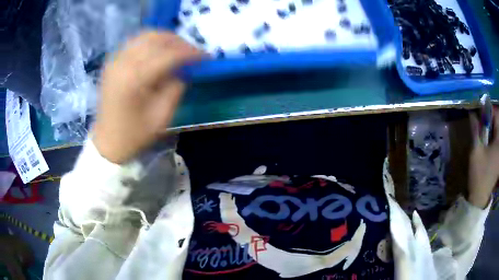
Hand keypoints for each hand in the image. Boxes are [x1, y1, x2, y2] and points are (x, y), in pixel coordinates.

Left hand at [93, 31, 203, 163]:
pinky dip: (150, 41)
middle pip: (156, 39)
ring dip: (165, 38)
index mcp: (135, 79)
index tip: (206, 57)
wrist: (108, 142)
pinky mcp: (112, 62)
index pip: (168, 55)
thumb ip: (176, 87)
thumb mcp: (162, 116)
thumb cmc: (135, 134)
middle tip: (193, 52)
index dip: (190, 53)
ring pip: (145, 35)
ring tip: (178, 48)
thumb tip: (185, 68)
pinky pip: (135, 42)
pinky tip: (159, 50)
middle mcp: (123, 63)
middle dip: (179, 42)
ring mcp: (115, 60)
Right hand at [468, 109, 498, 207]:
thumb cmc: (479, 174)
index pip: (496, 116)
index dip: (489, 112)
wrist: (480, 198)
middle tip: (481, 124)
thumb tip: (472, 114)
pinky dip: (492, 139)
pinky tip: (486, 145)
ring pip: (497, 133)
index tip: (481, 113)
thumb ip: (475, 130)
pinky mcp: (498, 160)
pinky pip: (497, 143)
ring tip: (483, 134)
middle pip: (497, 124)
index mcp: (498, 142)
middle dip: (489, 121)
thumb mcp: (476, 150)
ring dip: (490, 130)